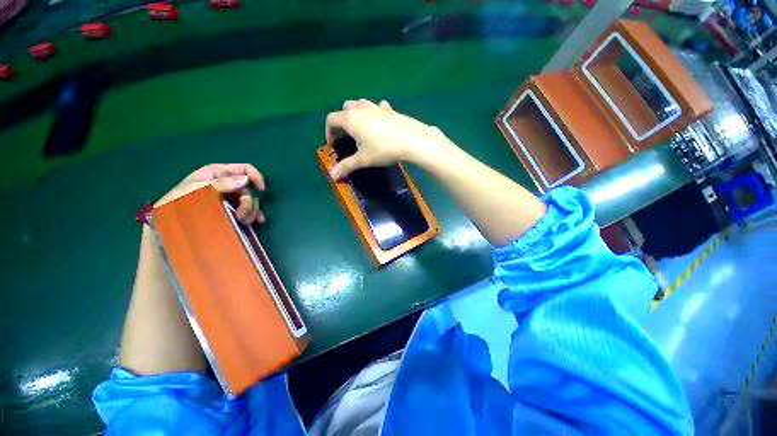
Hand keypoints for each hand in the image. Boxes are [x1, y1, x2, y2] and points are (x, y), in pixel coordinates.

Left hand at [156, 163, 265, 224]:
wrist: (168, 221)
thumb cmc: (178, 200)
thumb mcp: (196, 188)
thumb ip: (221, 183)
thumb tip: (245, 180)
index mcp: (218, 173)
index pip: (244, 169)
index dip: (256, 177)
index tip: (261, 189)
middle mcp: (226, 184)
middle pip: (248, 190)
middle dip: (249, 203)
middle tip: (242, 216)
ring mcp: (229, 198)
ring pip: (249, 202)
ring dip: (251, 212)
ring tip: (244, 222)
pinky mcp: (230, 209)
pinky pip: (247, 211)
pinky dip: (254, 216)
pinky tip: (256, 222)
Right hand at [325, 99, 450, 179]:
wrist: (412, 140)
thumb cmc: (383, 149)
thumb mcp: (363, 160)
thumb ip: (346, 166)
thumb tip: (332, 176)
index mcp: (350, 119)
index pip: (331, 119)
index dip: (328, 131)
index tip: (333, 144)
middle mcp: (361, 108)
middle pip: (345, 108)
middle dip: (343, 121)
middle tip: (348, 137)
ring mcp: (377, 106)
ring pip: (360, 104)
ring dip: (357, 114)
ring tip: (362, 130)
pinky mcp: (390, 109)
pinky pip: (377, 107)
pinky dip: (374, 113)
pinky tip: (380, 123)